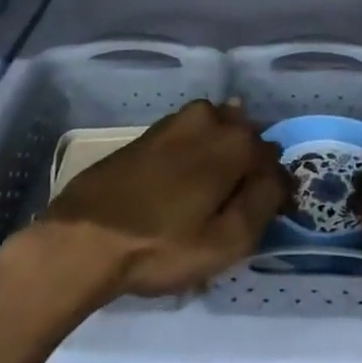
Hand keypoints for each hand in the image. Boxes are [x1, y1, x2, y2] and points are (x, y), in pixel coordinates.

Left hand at [39, 100, 290, 300]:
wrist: (82, 239)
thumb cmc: (160, 245)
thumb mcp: (227, 241)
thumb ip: (264, 202)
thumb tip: (279, 177)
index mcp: (235, 141)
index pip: (274, 160)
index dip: (275, 190)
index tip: (267, 217)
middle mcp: (210, 118)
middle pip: (246, 140)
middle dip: (249, 168)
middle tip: (235, 209)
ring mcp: (176, 121)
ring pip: (216, 135)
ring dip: (221, 158)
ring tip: (208, 199)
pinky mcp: (149, 133)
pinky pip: (189, 138)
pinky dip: (196, 156)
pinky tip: (182, 185)